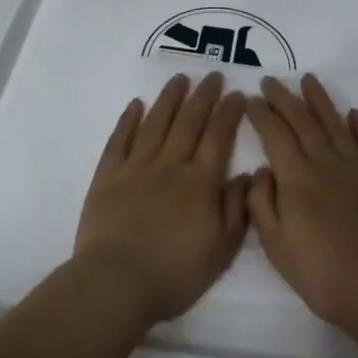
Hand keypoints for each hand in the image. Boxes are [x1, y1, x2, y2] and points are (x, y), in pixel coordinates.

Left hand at [74, 72, 249, 323]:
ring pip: (156, 122)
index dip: (229, 112)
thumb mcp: (221, 249)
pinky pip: (120, 139)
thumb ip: (237, 208)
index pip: (218, 136)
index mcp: (200, 181)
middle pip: (189, 121)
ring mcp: (136, 167)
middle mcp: (170, 164)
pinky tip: (136, 105)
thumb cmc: (174, 272)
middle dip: (203, 96)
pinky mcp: (108, 176)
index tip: (237, 94)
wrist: (116, 282)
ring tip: (179, 78)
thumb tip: (249, 174)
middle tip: (213, 75)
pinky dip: (128, 120)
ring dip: (169, 98)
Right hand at [246, 74, 357, 334]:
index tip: (251, 99)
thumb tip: (261, 171)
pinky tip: (353, 114)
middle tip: (271, 80)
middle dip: (284, 98)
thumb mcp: (277, 248)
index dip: (261, 114)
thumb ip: (262, 205)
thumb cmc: (324, 277)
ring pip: (335, 125)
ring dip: (320, 100)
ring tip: (309, 80)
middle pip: (303, 122)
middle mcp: (327, 163)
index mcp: (297, 179)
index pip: (275, 135)